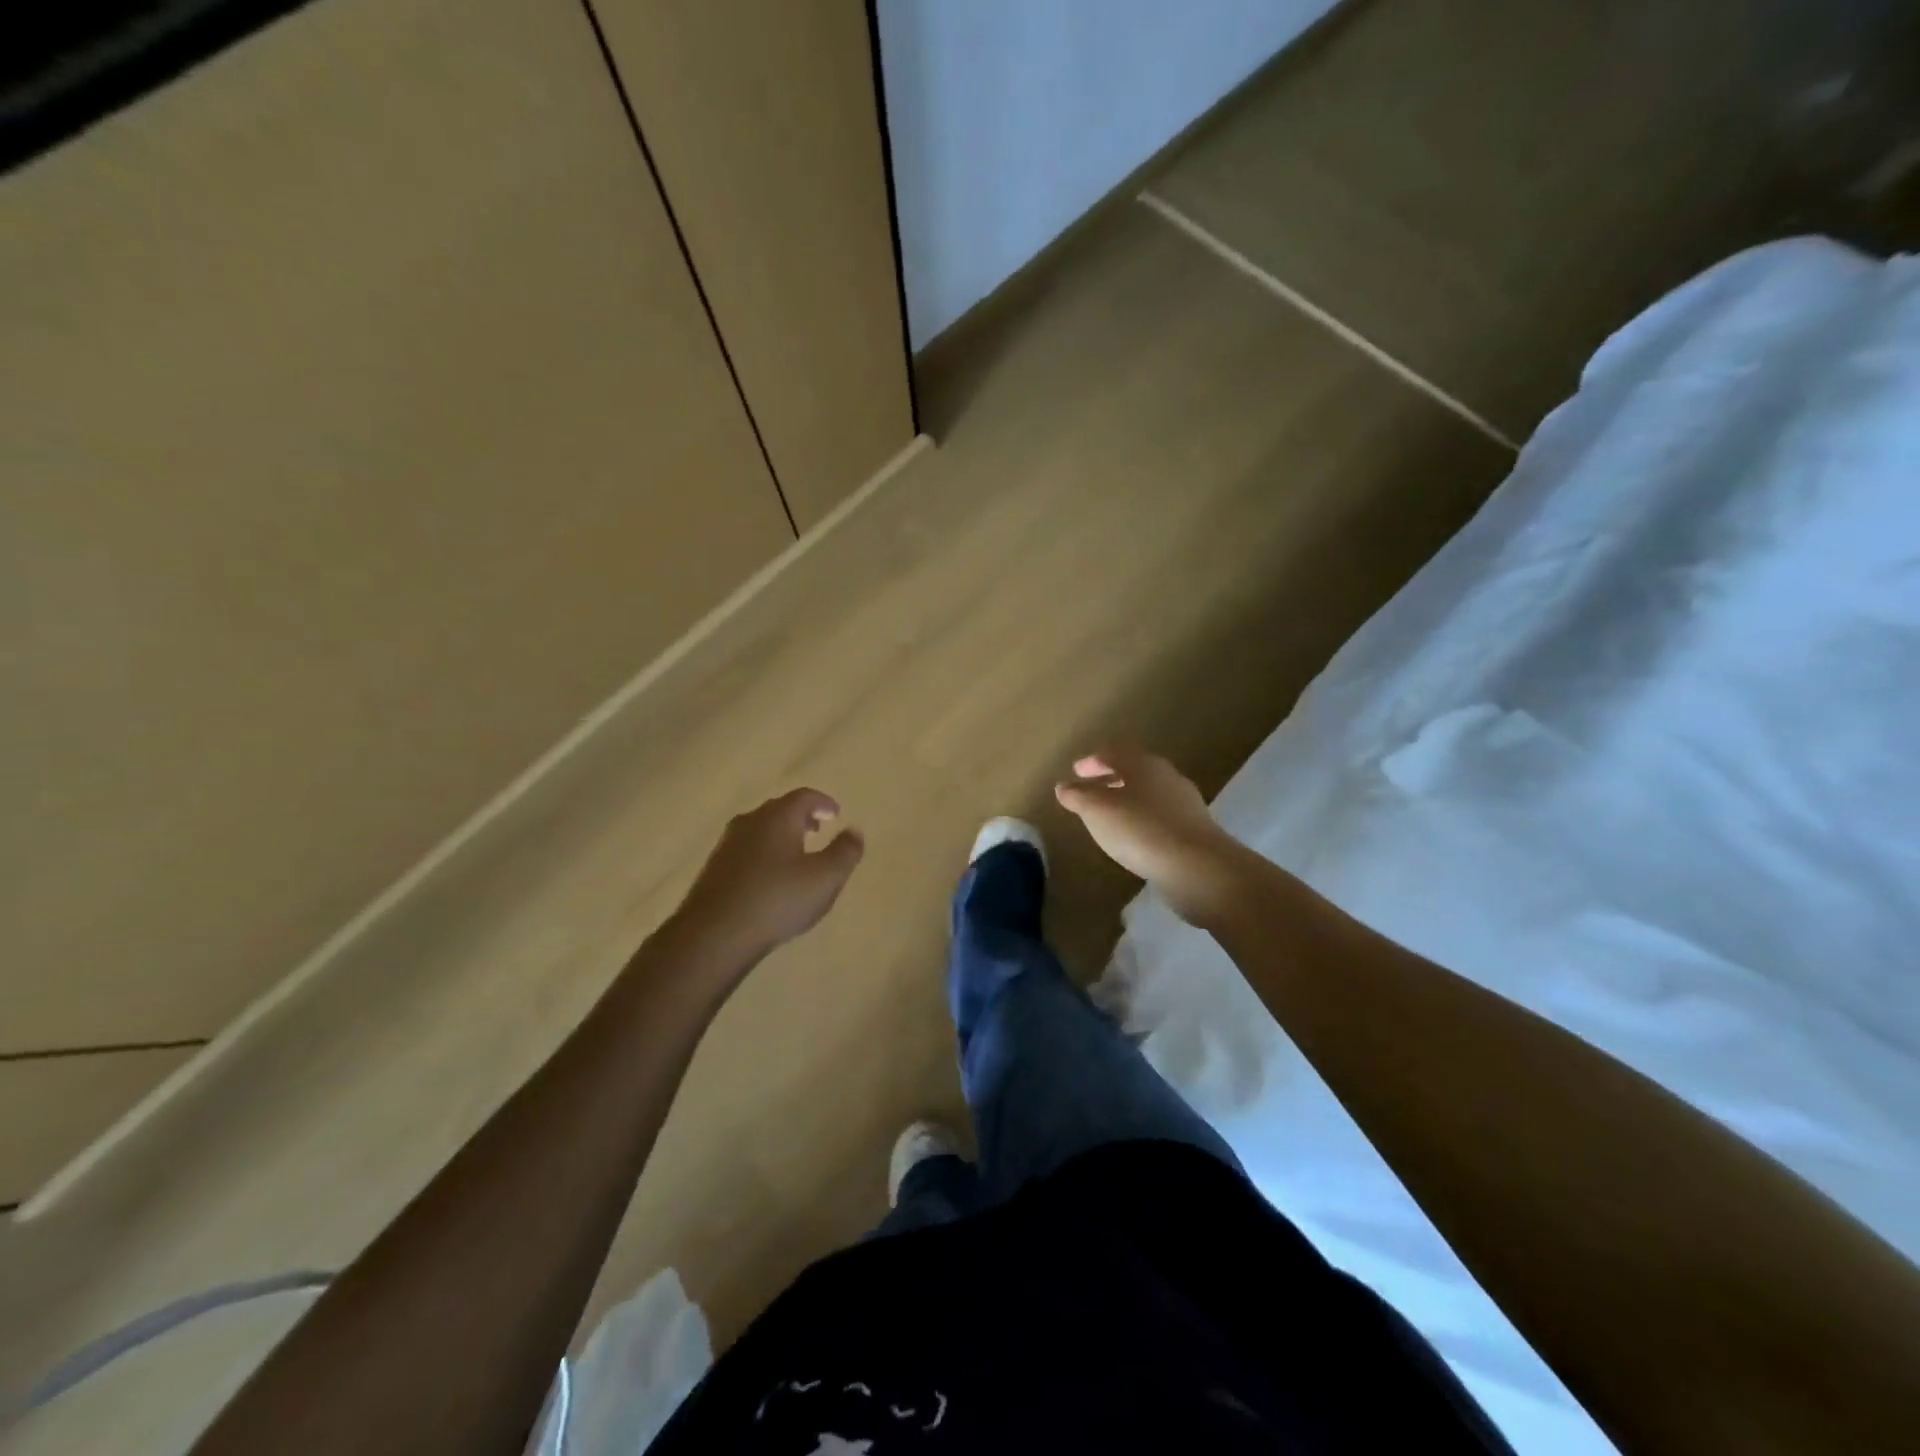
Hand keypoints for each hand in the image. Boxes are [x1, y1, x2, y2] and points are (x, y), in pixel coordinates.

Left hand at [673, 789, 864, 961]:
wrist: (714, 934)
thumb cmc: (777, 899)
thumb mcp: (825, 878)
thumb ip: (845, 852)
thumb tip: (854, 831)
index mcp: (778, 817)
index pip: (804, 797)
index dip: (823, 802)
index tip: (836, 813)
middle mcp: (750, 822)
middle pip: (779, 809)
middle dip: (801, 817)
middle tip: (818, 829)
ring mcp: (727, 845)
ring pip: (760, 830)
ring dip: (781, 836)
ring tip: (796, 855)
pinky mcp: (714, 870)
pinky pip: (746, 851)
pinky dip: (764, 854)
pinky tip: (769, 878)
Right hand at [1055, 746, 1244, 925]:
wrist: (1197, 867)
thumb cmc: (1139, 829)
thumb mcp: (1097, 811)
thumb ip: (1078, 796)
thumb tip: (1063, 786)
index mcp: (1143, 764)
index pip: (1114, 752)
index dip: (1093, 760)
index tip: (1076, 770)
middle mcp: (1167, 776)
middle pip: (1135, 770)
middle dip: (1111, 777)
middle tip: (1091, 788)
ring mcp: (1184, 803)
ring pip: (1149, 793)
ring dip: (1127, 799)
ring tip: (1109, 815)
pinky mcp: (1194, 830)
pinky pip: (1160, 816)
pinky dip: (1142, 820)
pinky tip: (1134, 837)